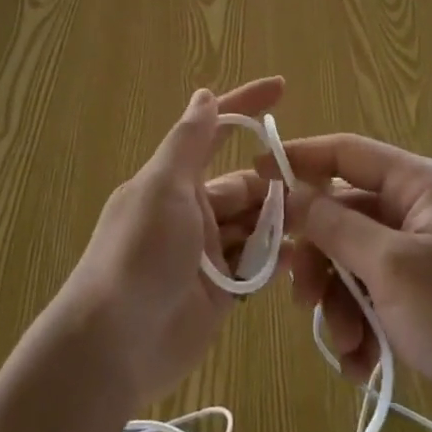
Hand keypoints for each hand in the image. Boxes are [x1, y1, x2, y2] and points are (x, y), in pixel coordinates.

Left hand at [56, 78, 284, 410]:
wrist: (113, 345)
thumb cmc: (138, 253)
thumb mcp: (162, 187)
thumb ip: (188, 142)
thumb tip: (204, 94)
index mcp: (174, 180)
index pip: (216, 131)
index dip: (246, 107)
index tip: (281, 87)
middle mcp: (192, 211)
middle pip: (245, 185)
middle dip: (276, 183)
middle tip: (318, 187)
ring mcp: (207, 253)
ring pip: (255, 225)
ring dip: (280, 222)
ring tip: (316, 222)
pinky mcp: (220, 293)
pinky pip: (255, 267)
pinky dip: (275, 260)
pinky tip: (298, 258)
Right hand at [267, 133, 431, 431]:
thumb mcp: (391, 266)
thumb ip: (334, 226)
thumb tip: (288, 192)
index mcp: (417, 184)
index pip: (346, 153)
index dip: (298, 160)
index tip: (255, 179)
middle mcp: (417, 212)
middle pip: (344, 216)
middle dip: (319, 259)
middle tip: (299, 295)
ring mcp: (422, 257)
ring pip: (354, 263)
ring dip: (339, 303)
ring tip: (344, 345)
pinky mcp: (426, 300)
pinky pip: (375, 297)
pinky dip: (362, 326)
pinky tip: (362, 363)